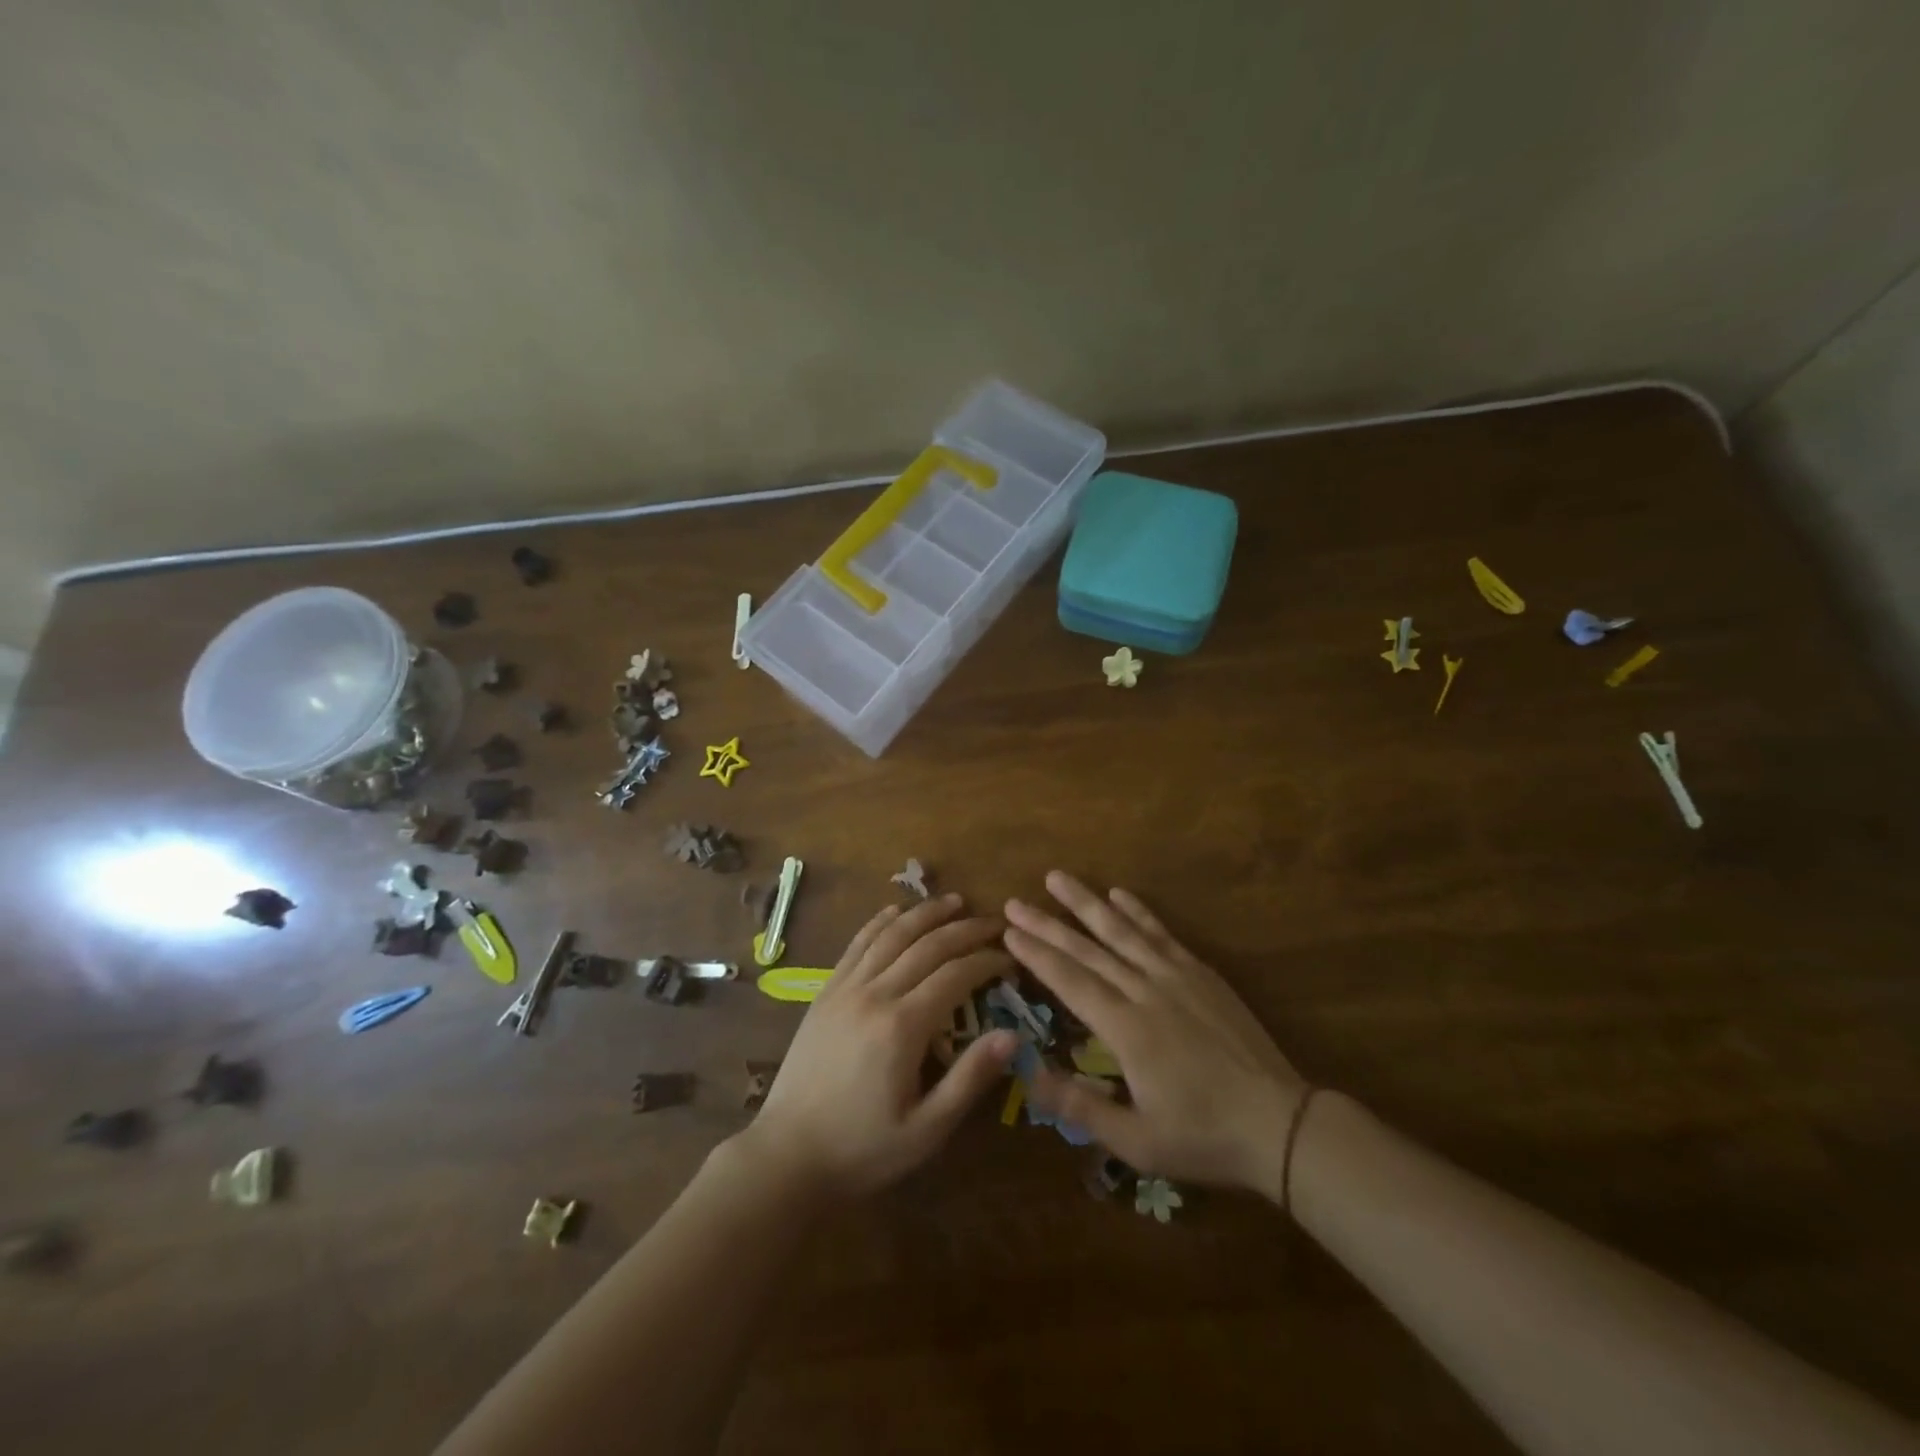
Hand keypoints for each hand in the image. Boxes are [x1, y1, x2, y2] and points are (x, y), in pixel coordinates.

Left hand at [743, 894, 1018, 1199]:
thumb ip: (970, 1079)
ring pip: (891, 935)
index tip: (1010, 958)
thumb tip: (1012, 1035)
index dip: (987, 960)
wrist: (787, 1155)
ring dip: (925, 913)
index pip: (955, 975)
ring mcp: (846, 989)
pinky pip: (856, 944)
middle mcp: (875, 995)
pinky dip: (880, 922)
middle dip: (965, 929)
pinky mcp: (826, 992)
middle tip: (994, 922)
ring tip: (953, 900)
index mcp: (903, 1027)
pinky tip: (896, 911)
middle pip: (927, 946)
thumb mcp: (926, 1129)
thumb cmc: (863, 1149)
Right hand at [1004, 872, 1307, 1192]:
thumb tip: (1027, 1075)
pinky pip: (1161, 934)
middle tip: (1015, 902)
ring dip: (1087, 903)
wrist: (1278, 1123)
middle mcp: (1145, 991)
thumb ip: (1079, 1107)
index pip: (1070, 981)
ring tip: (1057, 878)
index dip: (1037, 955)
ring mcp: (1176, 977)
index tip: (1009, 931)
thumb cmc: (1202, 1137)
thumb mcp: (1135, 1142)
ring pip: (1122, 931)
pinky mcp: (1201, 974)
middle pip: (1088, 950)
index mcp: (1126, 1029)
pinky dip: (1138, 911)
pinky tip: (1119, 893)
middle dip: (1047, 924)